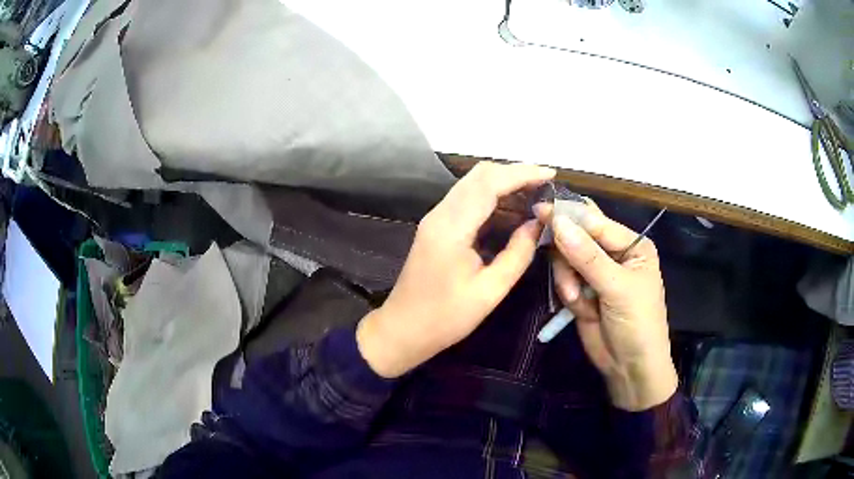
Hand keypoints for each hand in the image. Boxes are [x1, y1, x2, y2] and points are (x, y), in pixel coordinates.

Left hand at [357, 162, 555, 377]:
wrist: (402, 329)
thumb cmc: (445, 317)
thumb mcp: (490, 291)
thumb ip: (517, 254)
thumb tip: (537, 224)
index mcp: (452, 227)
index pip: (489, 183)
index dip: (522, 174)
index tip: (551, 174)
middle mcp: (441, 214)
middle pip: (479, 175)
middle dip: (515, 174)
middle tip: (545, 187)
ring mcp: (436, 218)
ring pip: (473, 185)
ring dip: (504, 185)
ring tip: (535, 199)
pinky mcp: (437, 227)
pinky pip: (467, 201)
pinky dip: (492, 199)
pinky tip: (513, 213)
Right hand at [536, 202, 676, 410]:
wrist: (630, 368)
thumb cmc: (637, 323)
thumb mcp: (618, 288)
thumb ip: (588, 256)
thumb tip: (557, 222)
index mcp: (632, 244)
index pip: (597, 222)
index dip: (570, 216)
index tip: (541, 210)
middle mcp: (613, 254)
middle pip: (578, 235)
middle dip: (567, 253)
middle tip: (557, 262)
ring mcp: (596, 273)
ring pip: (566, 258)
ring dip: (567, 278)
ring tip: (577, 299)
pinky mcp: (581, 291)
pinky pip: (563, 279)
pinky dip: (566, 292)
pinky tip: (579, 308)